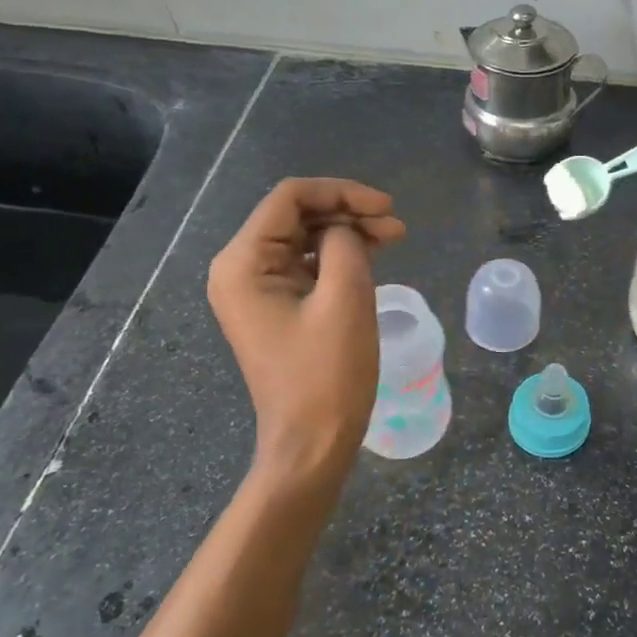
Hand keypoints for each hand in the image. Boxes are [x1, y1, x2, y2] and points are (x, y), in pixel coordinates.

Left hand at [207, 178, 406, 486]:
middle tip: (396, 227)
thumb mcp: (345, 299)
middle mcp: (239, 269)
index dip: (342, 192)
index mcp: (243, 262)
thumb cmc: (327, 375)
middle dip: (348, 213)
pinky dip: (338, 257)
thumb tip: (344, 229)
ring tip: (393, 238)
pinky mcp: (275, 308)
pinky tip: (372, 257)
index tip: (387, 207)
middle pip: (296, 216)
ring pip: (305, 239)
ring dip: (347, 233)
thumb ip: (345, 244)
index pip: (290, 198)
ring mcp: (255, 290)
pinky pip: (306, 266)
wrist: (311, 444)